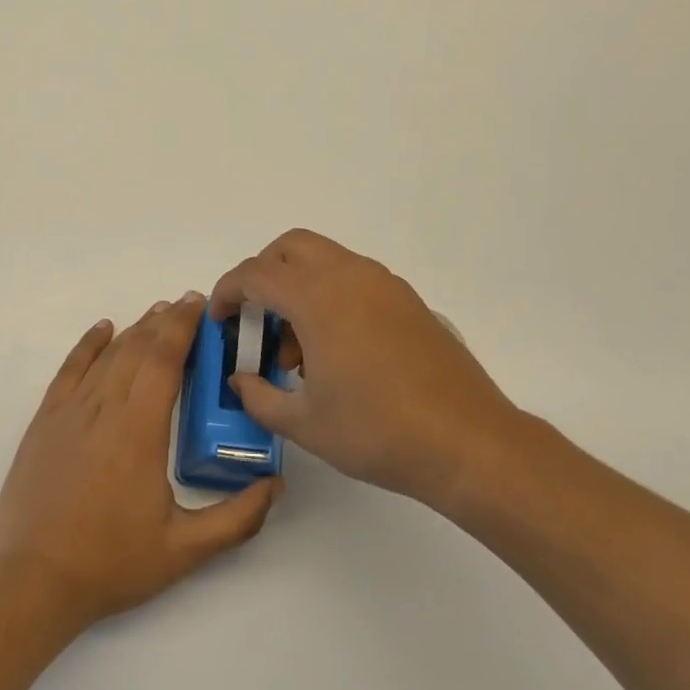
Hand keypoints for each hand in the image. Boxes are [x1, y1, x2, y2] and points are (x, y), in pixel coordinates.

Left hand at [0, 293, 280, 624]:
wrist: (34, 581)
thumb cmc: (112, 563)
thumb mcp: (185, 550)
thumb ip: (237, 519)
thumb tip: (276, 485)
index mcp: (140, 430)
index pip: (165, 359)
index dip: (183, 326)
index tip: (200, 305)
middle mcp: (104, 408)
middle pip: (138, 348)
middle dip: (165, 321)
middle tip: (188, 306)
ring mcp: (69, 412)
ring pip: (107, 355)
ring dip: (134, 329)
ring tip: (157, 314)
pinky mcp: (45, 422)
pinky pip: (69, 369)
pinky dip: (88, 344)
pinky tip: (103, 329)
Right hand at [210, 229, 549, 516]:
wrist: (468, 442)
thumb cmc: (378, 432)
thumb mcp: (304, 423)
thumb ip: (259, 396)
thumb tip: (241, 380)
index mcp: (318, 298)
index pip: (255, 274)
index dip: (227, 292)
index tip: (220, 320)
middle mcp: (350, 276)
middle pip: (291, 247)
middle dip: (263, 273)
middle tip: (256, 318)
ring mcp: (384, 285)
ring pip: (325, 260)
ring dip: (299, 286)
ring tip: (298, 349)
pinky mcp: (408, 301)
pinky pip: (355, 278)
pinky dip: (331, 295)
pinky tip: (337, 351)